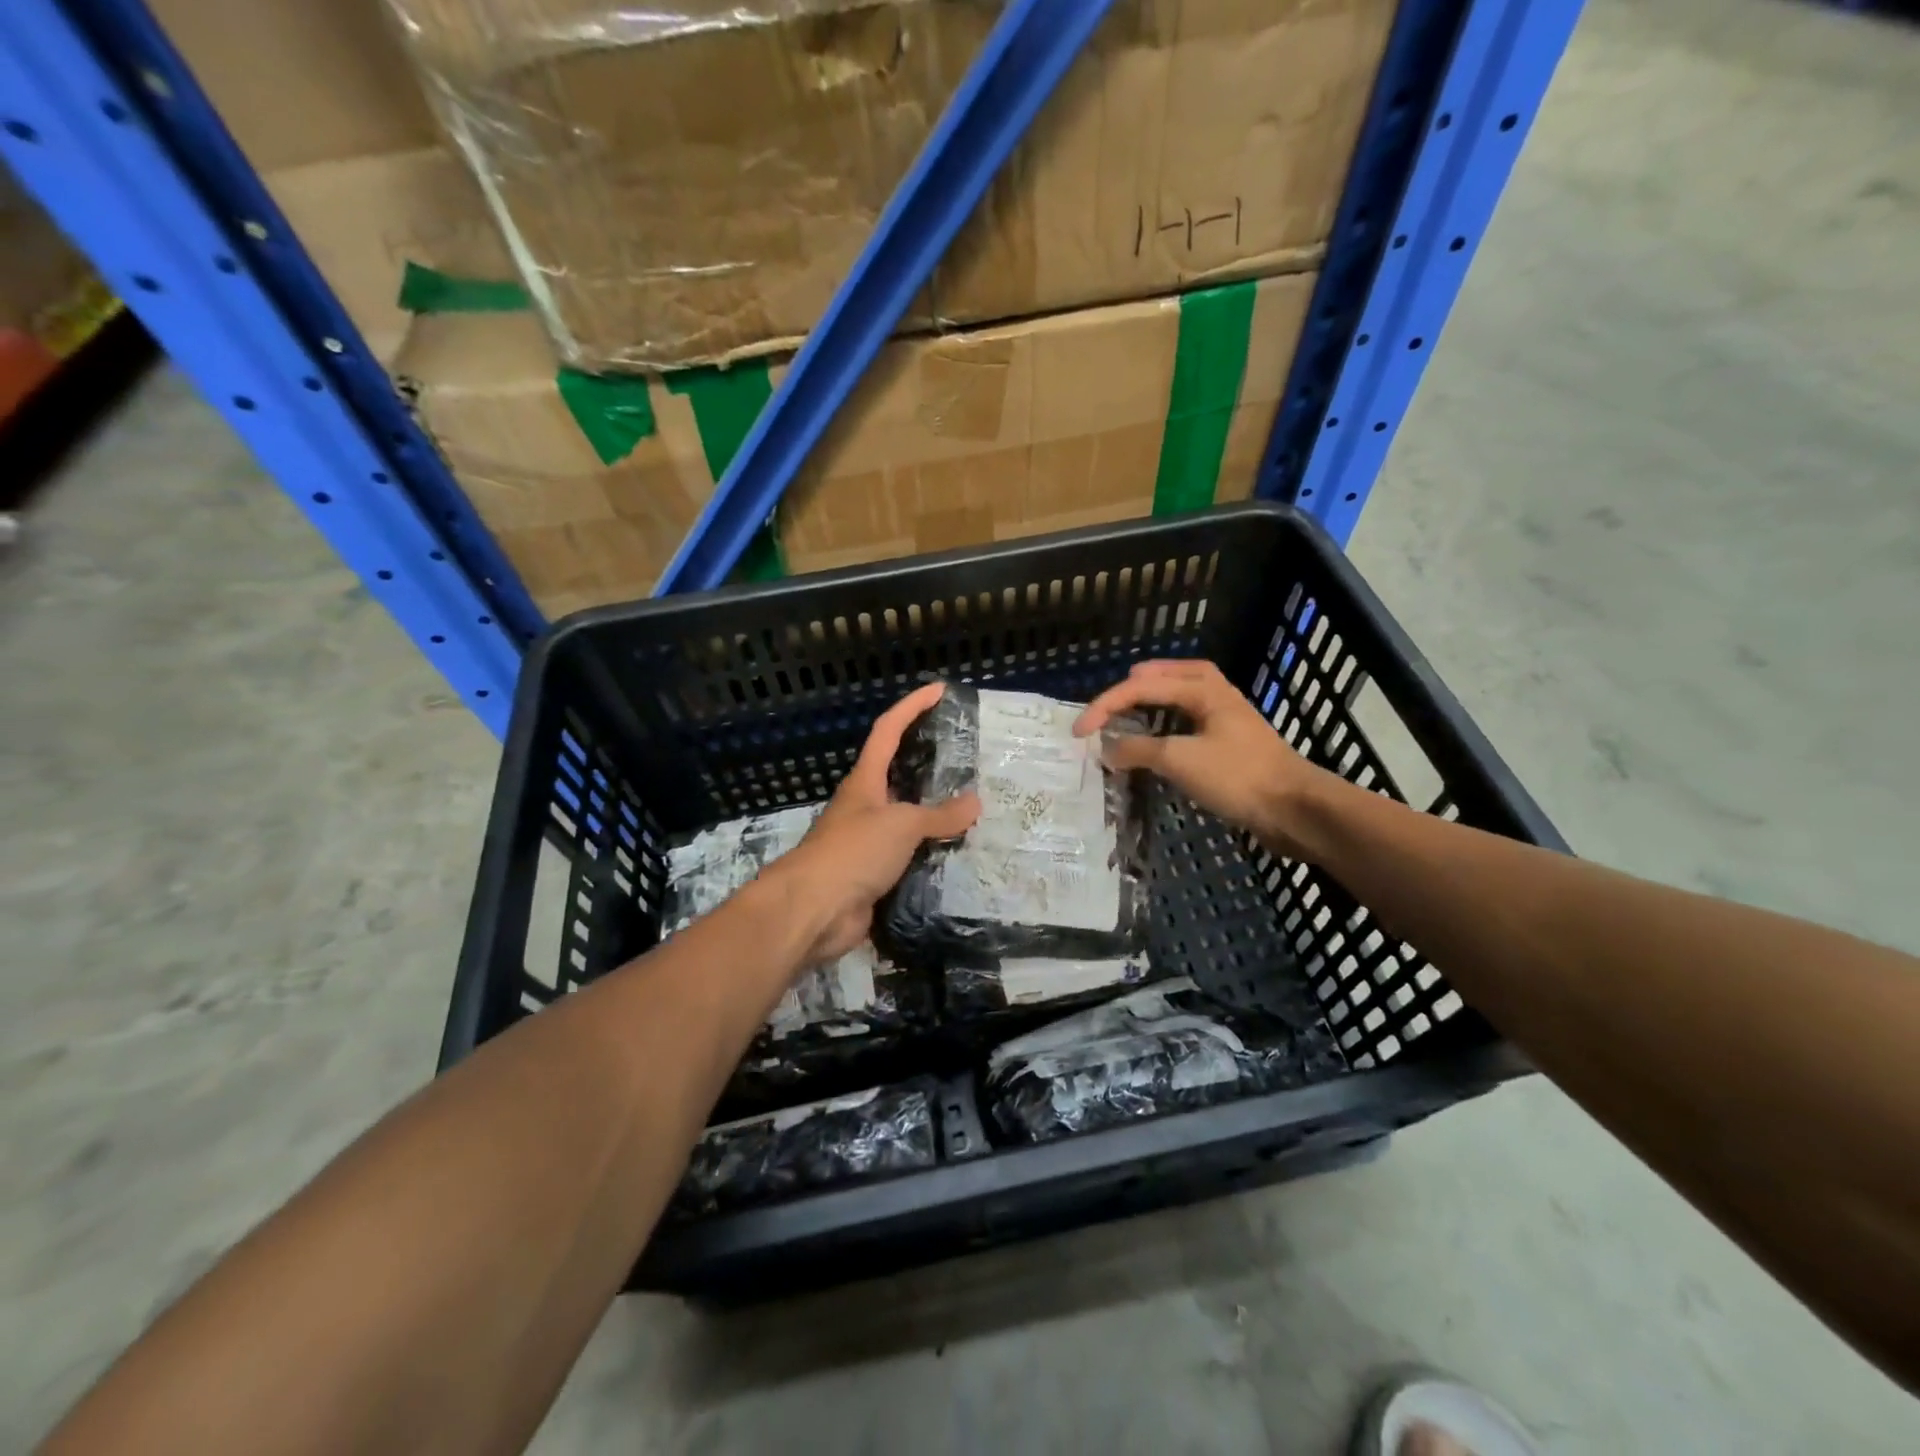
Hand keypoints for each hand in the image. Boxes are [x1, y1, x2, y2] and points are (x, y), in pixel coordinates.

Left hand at [767, 681, 979, 963]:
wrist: (814, 912)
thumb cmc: (852, 852)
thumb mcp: (901, 825)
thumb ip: (939, 814)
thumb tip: (975, 802)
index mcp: (865, 781)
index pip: (888, 731)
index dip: (912, 707)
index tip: (939, 690)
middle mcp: (866, 806)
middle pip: (900, 774)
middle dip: (931, 763)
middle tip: (970, 758)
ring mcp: (869, 842)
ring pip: (909, 820)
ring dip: (937, 815)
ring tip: (977, 807)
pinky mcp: (876, 875)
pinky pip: (912, 857)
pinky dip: (934, 855)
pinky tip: (961, 855)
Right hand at [1074, 659, 1332, 857]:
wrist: (1295, 809)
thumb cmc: (1237, 776)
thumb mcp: (1180, 760)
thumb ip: (1138, 750)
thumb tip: (1107, 749)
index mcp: (1202, 689)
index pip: (1141, 686)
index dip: (1104, 706)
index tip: (1078, 732)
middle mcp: (1215, 695)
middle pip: (1170, 675)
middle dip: (1137, 683)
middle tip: (1113, 699)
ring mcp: (1227, 719)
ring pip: (1183, 696)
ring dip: (1155, 701)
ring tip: (1132, 711)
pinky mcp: (1233, 744)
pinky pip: (1191, 721)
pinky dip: (1168, 723)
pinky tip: (1161, 741)